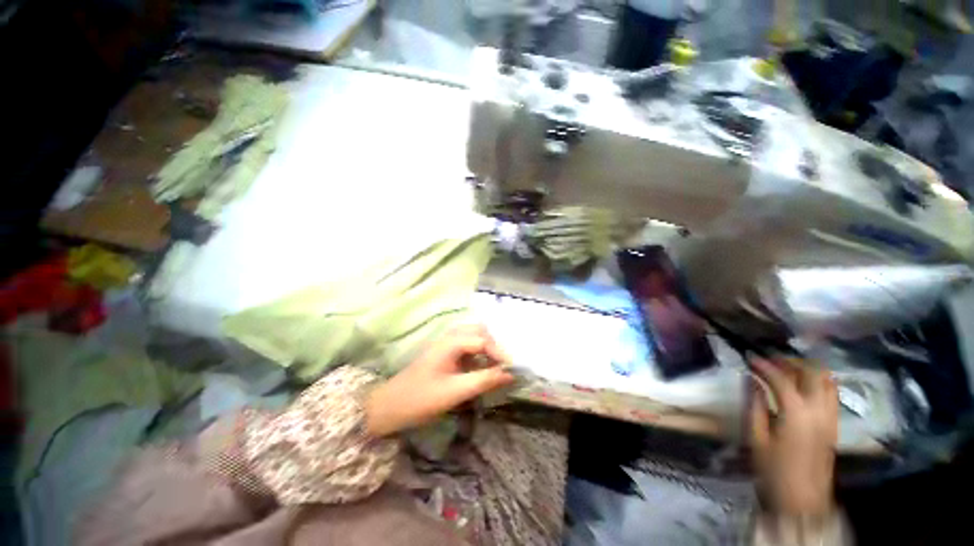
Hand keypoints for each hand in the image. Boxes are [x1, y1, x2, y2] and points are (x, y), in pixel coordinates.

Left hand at [365, 325, 514, 436]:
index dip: (500, 353)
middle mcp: (450, 337)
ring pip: (473, 337)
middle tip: (504, 365)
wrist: (388, 407)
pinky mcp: (444, 353)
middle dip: (495, 346)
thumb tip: (510, 374)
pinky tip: (481, 367)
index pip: (483, 340)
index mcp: (451, 343)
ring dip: (487, 348)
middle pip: (479, 331)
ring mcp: (446, 344)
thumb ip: (483, 380)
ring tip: (496, 366)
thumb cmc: (420, 399)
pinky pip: (467, 346)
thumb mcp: (455, 392)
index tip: (513, 370)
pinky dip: (478, 353)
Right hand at [750, 357, 838, 518]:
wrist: (803, 502)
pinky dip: (818, 383)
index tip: (749, 358)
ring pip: (827, 381)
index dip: (764, 366)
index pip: (781, 379)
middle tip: (771, 361)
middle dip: (791, 362)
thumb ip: (754, 405)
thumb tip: (750, 380)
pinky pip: (831, 395)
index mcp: (796, 414)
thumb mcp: (756, 439)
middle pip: (812, 373)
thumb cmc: (773, 470)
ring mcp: (831, 418)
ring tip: (787, 370)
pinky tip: (804, 387)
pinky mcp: (834, 426)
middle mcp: (819, 411)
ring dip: (808, 370)